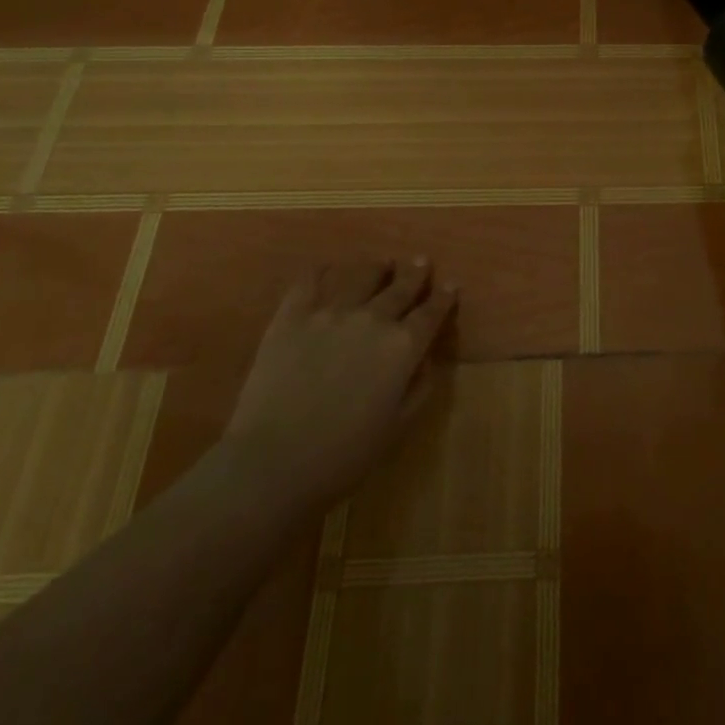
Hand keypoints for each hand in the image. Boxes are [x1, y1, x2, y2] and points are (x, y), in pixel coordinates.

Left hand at [222, 258, 456, 512]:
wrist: (273, 463)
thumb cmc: (343, 455)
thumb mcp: (397, 427)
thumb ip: (419, 388)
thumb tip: (427, 360)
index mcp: (403, 347)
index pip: (431, 313)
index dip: (443, 298)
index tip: (451, 285)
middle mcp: (373, 319)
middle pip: (401, 288)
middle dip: (415, 274)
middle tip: (422, 261)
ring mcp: (331, 313)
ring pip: (362, 278)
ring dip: (377, 268)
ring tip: (382, 262)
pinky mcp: (293, 316)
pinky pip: (309, 282)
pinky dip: (321, 272)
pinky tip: (326, 269)